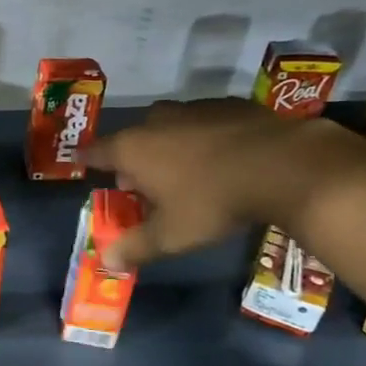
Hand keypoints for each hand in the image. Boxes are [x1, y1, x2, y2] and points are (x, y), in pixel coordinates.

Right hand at [85, 98, 365, 269]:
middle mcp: (156, 121)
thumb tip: (105, 261)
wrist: (283, 165)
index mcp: (132, 149)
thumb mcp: (171, 235)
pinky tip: (220, 156)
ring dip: (167, 145)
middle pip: (132, 137)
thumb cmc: (212, 201)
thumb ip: (135, 247)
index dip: (87, 159)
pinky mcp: (229, 105)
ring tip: (182, 170)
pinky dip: (202, 137)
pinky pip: (203, 121)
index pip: (96, 151)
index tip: (83, 164)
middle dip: (132, 158)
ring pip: (168, 126)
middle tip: (142, 182)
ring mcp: (194, 108)